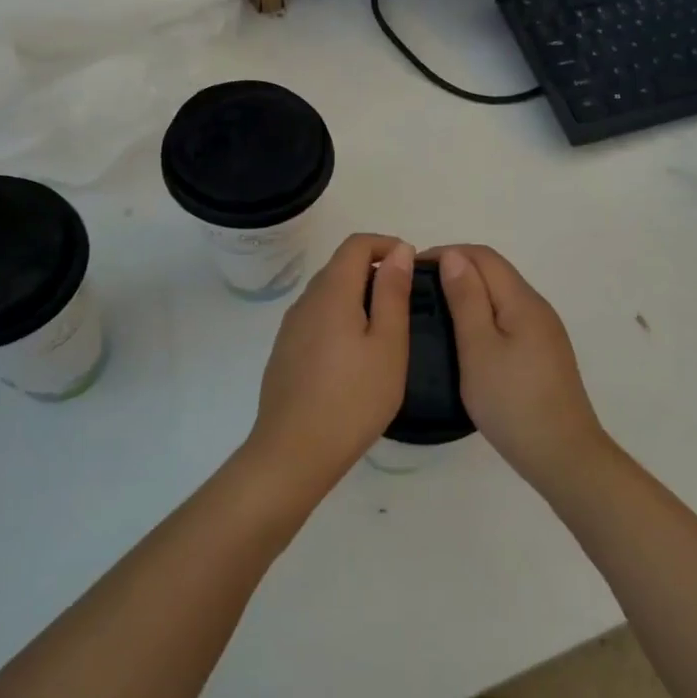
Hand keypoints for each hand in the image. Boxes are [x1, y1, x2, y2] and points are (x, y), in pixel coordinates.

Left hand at [248, 233, 413, 492]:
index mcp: (332, 293)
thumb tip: (398, 251)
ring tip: (385, 330)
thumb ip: (393, 293)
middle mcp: (305, 302)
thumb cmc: (353, 399)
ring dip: (357, 296)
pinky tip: (355, 356)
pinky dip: (340, 318)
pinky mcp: (284, 352)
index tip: (411, 266)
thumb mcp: (388, 345)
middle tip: (405, 300)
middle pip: (339, 267)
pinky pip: (316, 318)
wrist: (294, 452)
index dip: (385, 244)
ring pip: (327, 294)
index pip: (355, 245)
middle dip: (373, 270)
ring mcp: (290, 328)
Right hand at [432, 245, 607, 488]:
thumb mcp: (478, 348)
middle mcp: (538, 307)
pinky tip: (466, 338)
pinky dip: (484, 315)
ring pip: (502, 296)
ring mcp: (544, 332)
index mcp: (522, 301)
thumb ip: (467, 299)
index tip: (413, 270)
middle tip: (419, 291)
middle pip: (496, 272)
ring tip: (436, 312)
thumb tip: (454, 256)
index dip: (448, 253)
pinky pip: (509, 318)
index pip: (484, 256)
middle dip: (457, 270)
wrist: (562, 453)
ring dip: (470, 293)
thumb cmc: (512, 401)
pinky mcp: (544, 353)